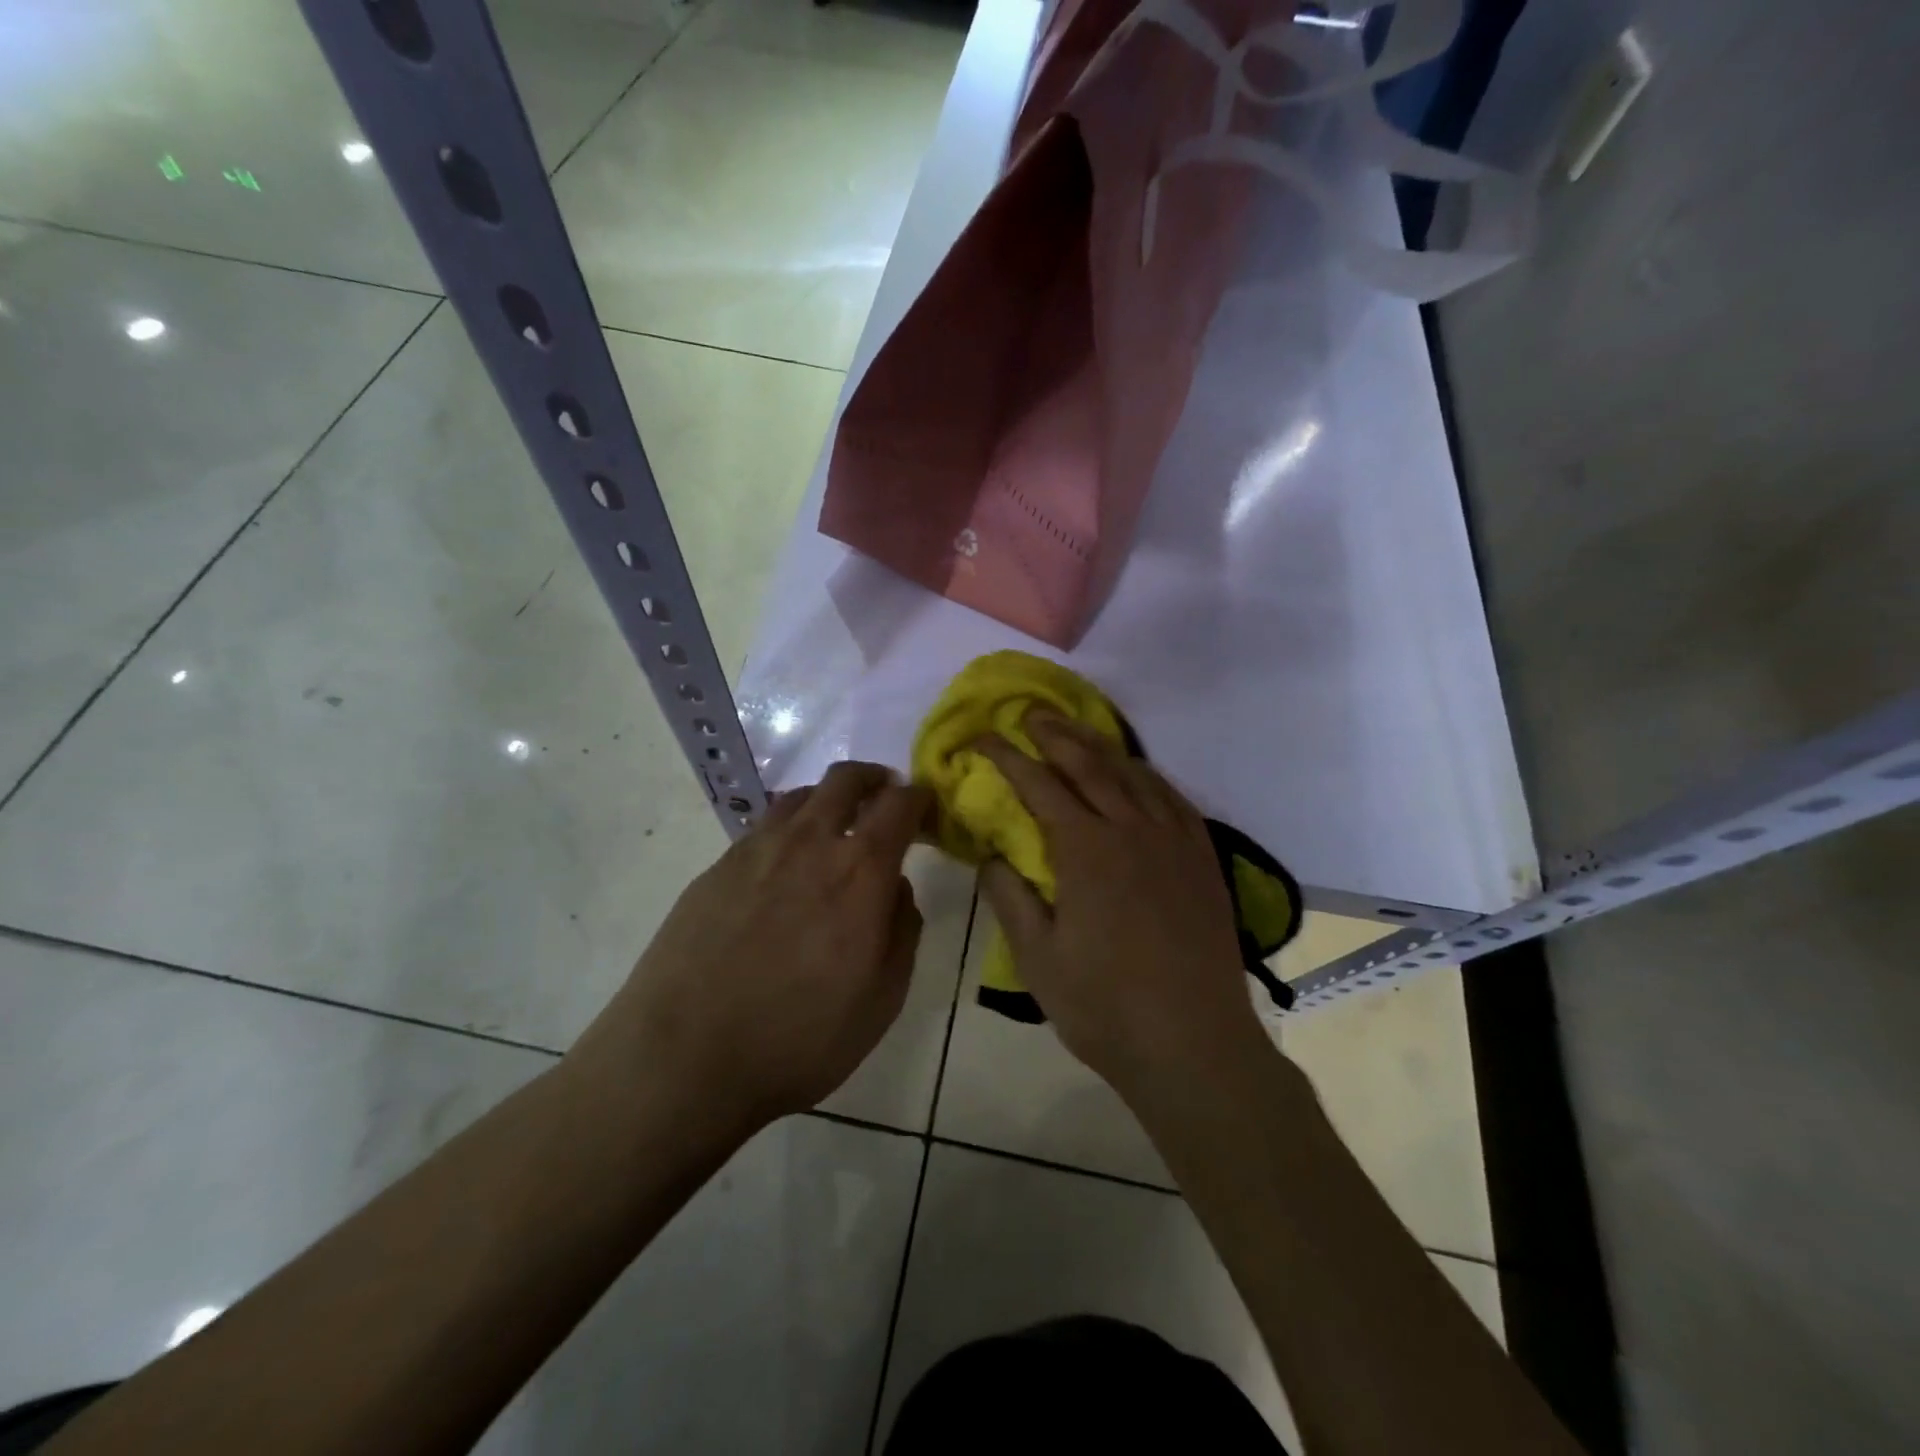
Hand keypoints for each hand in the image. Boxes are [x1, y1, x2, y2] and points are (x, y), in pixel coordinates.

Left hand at [570, 762, 930, 1136]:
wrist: (684, 1058)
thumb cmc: (800, 1037)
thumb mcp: (882, 998)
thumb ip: (902, 930)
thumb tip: (896, 887)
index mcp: (860, 870)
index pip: (899, 805)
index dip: (919, 798)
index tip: (926, 807)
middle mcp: (809, 842)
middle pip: (846, 780)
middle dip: (873, 777)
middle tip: (883, 795)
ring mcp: (756, 850)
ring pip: (800, 796)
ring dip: (828, 799)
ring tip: (834, 827)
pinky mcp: (717, 867)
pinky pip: (763, 827)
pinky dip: (788, 828)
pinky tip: (783, 865)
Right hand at [976, 715, 1266, 1101]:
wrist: (1195, 1045)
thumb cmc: (1105, 1007)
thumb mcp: (1038, 959)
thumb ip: (1010, 898)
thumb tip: (990, 856)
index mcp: (1086, 850)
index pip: (1038, 784)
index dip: (1006, 757)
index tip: (982, 738)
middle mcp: (1131, 829)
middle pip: (1088, 763)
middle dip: (1054, 734)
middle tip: (1029, 714)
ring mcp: (1173, 840)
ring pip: (1133, 773)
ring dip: (1099, 745)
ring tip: (1076, 731)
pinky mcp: (1202, 857)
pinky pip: (1172, 797)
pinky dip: (1146, 774)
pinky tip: (1136, 773)